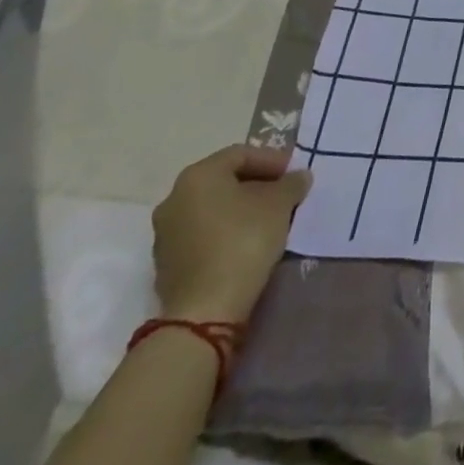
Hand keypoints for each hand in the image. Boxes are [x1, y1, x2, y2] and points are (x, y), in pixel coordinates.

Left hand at [151, 145, 311, 324]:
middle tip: (285, 194)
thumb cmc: (244, 241)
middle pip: (224, 180)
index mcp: (198, 176)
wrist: (205, 310)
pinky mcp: (166, 263)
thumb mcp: (280, 204)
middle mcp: (174, 198)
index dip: (272, 160)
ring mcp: (165, 233)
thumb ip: (291, 183)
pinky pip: (202, 234)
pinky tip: (248, 243)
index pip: (241, 154)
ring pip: (212, 208)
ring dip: (241, 208)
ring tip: (270, 219)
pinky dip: (225, 231)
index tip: (294, 174)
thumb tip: (298, 177)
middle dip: (257, 184)